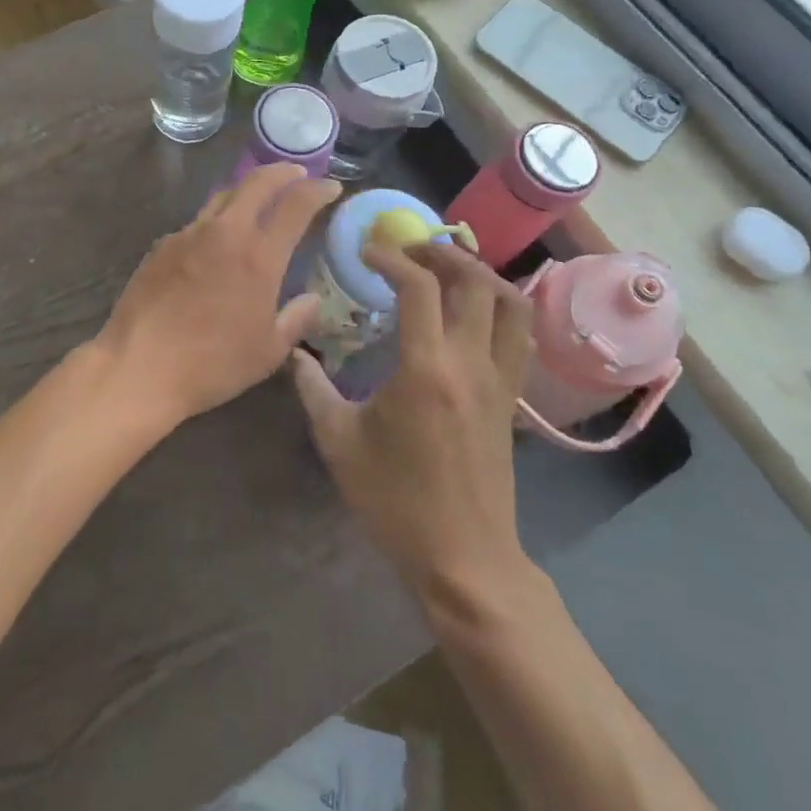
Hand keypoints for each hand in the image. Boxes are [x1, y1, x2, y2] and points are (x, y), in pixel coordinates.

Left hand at [93, 163, 339, 433]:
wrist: (140, 365)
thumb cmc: (213, 364)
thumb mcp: (268, 351)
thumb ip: (296, 319)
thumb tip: (313, 299)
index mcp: (259, 256)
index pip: (295, 205)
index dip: (317, 190)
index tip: (331, 186)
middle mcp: (225, 233)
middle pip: (257, 183)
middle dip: (282, 172)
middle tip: (297, 174)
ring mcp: (189, 234)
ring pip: (223, 196)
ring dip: (247, 190)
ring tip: (258, 197)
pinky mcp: (163, 245)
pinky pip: (197, 223)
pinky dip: (216, 222)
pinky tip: (216, 242)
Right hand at [290, 242, 534, 610]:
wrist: (464, 558)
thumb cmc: (395, 500)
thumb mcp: (338, 442)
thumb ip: (311, 387)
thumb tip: (291, 350)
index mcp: (426, 369)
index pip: (419, 287)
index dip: (392, 259)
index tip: (366, 254)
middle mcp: (471, 363)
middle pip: (475, 282)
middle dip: (441, 254)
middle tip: (409, 251)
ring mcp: (499, 380)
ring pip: (510, 303)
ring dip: (479, 274)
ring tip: (445, 270)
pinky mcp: (511, 397)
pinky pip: (519, 333)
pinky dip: (499, 305)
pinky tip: (470, 311)